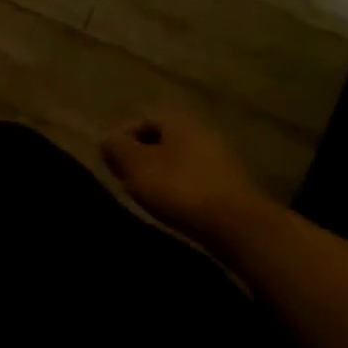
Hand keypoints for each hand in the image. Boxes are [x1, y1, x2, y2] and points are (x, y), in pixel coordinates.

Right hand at [102, 112, 274, 244]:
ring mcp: (224, 159)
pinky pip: (196, 179)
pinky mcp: (234, 186)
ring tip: (146, 195)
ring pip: (180, 161)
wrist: (237, 225)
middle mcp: (204, 133)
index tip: (110, 162)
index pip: (142, 122)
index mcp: (180, 122)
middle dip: (141, 158)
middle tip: (125, 178)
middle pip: (162, 141)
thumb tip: (110, 140)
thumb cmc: (178, 187)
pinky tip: (172, 206)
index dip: (121, 140)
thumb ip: (116, 147)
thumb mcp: (134, 164)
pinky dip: (180, 188)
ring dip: (161, 174)